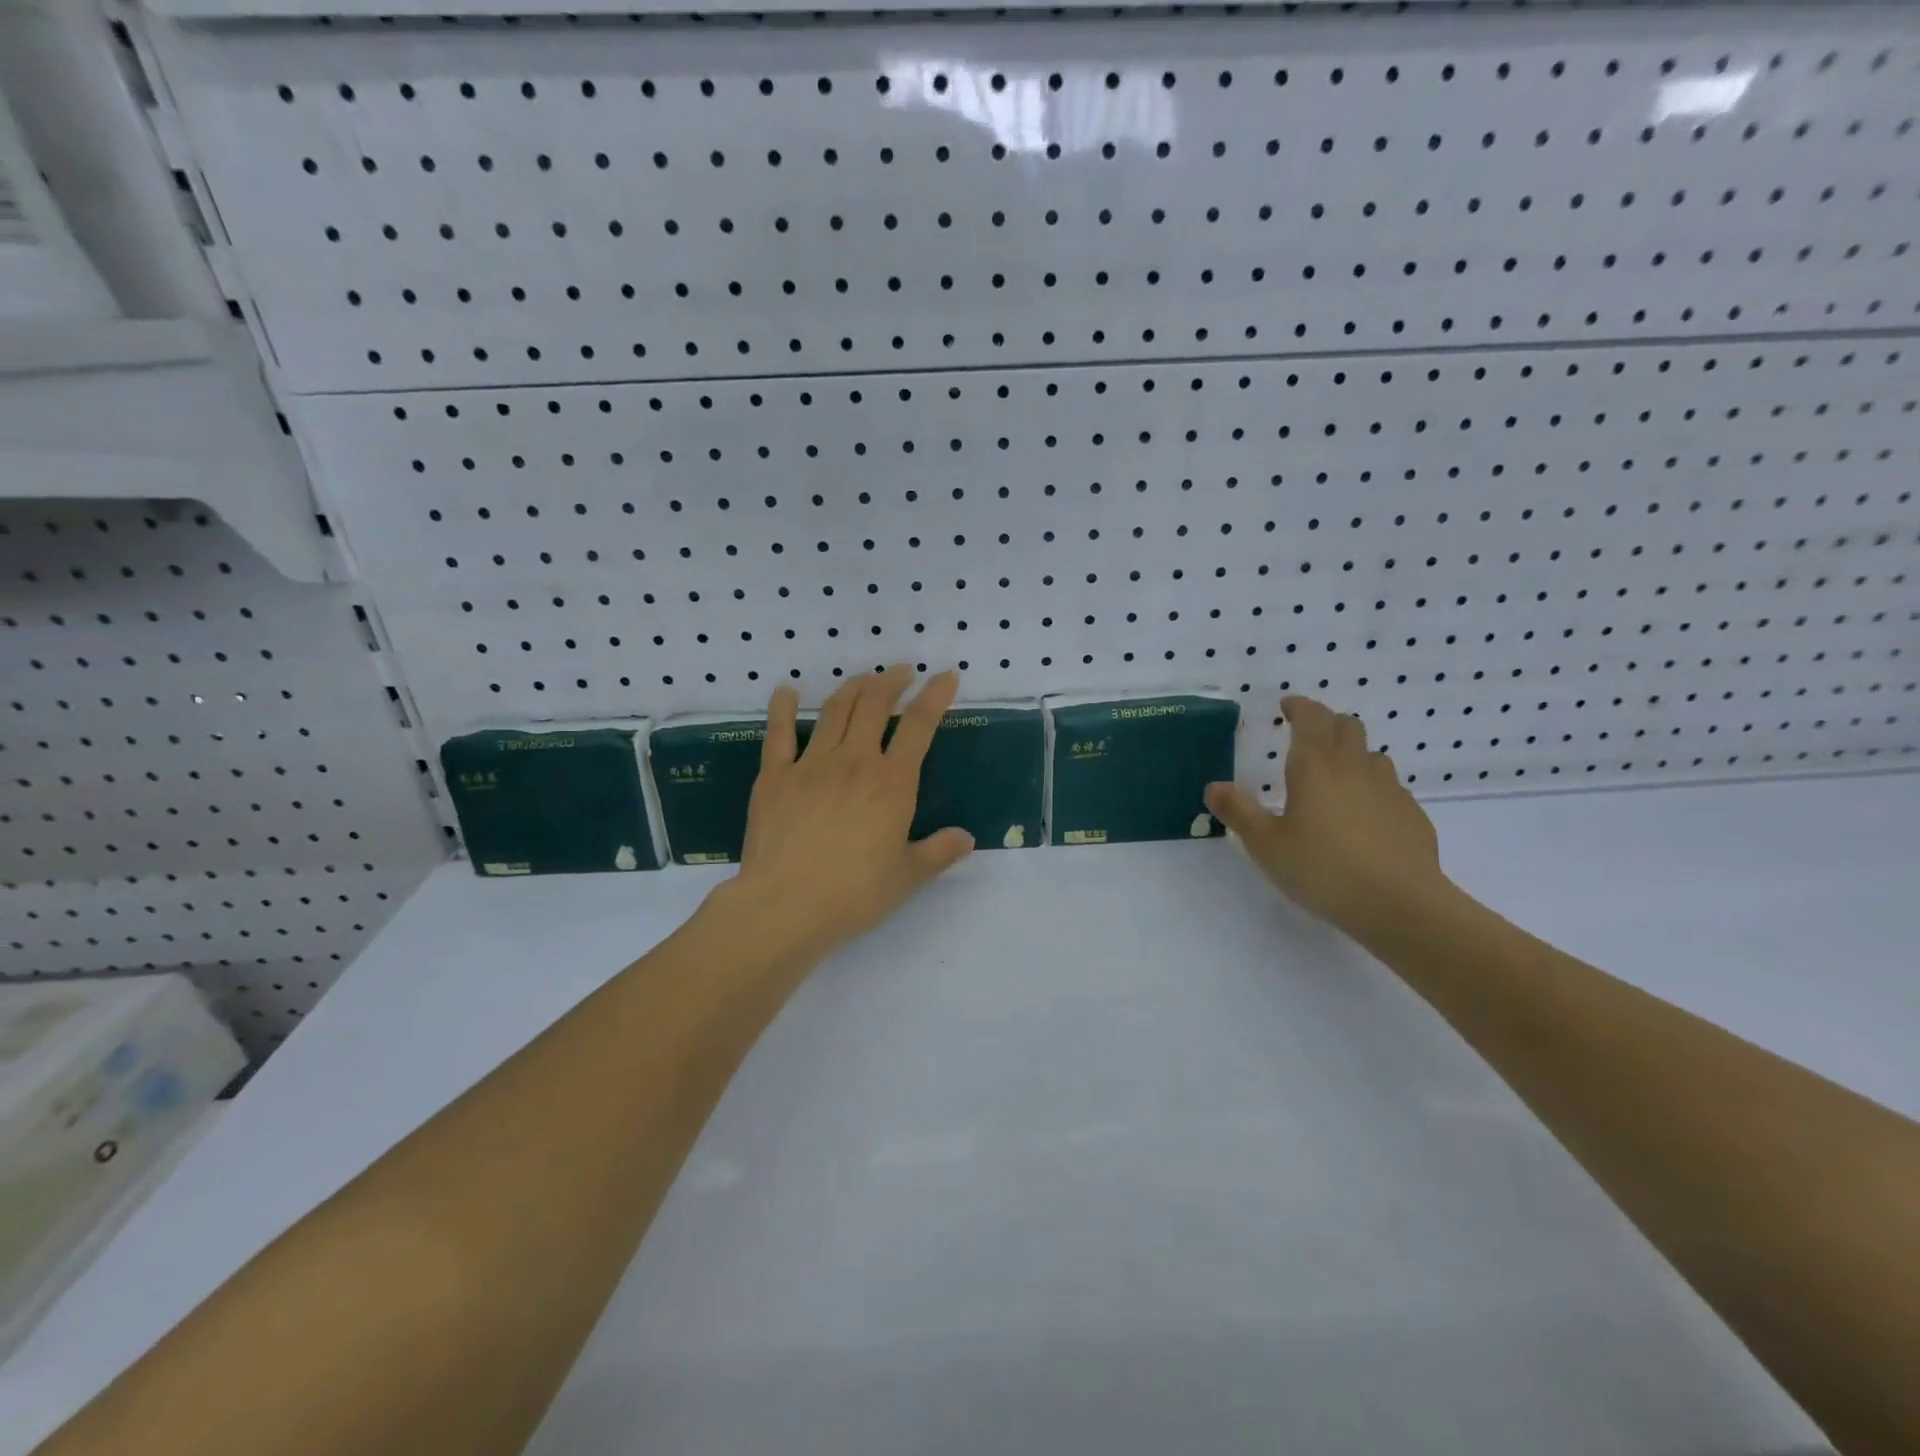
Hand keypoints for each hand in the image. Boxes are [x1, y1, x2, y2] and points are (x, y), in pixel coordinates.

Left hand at [713, 666, 974, 965]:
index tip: (945, 676)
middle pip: (875, 705)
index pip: (919, 726)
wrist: (785, 906)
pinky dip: (783, 708)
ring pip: (835, 710)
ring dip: (854, 687)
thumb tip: (966, 838)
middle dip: (892, 681)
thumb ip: (939, 853)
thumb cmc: (854, 895)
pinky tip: (787, 691)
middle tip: (902, 672)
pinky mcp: (774, 776)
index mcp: (892, 783)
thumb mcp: (907, 877)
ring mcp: (810, 765)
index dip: (935, 696)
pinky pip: (779, 734)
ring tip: (865, 679)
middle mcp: (854, 762)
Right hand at [1204, 695, 1447, 935]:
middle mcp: (1355, 768)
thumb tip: (1214, 786)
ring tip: (1336, 777)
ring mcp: (1390, 791)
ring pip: (1372, 756)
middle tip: (1308, 736)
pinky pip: (1390, 789)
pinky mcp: (1412, 816)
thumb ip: (1238, 812)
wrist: (1401, 905)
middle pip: (1347, 727)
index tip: (1287, 707)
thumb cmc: (1323, 869)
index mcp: (1316, 767)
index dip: (1300, 707)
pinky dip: (1373, 790)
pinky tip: (1364, 818)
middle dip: (1327, 723)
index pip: (1312, 718)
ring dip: (1352, 755)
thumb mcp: (1266, 845)